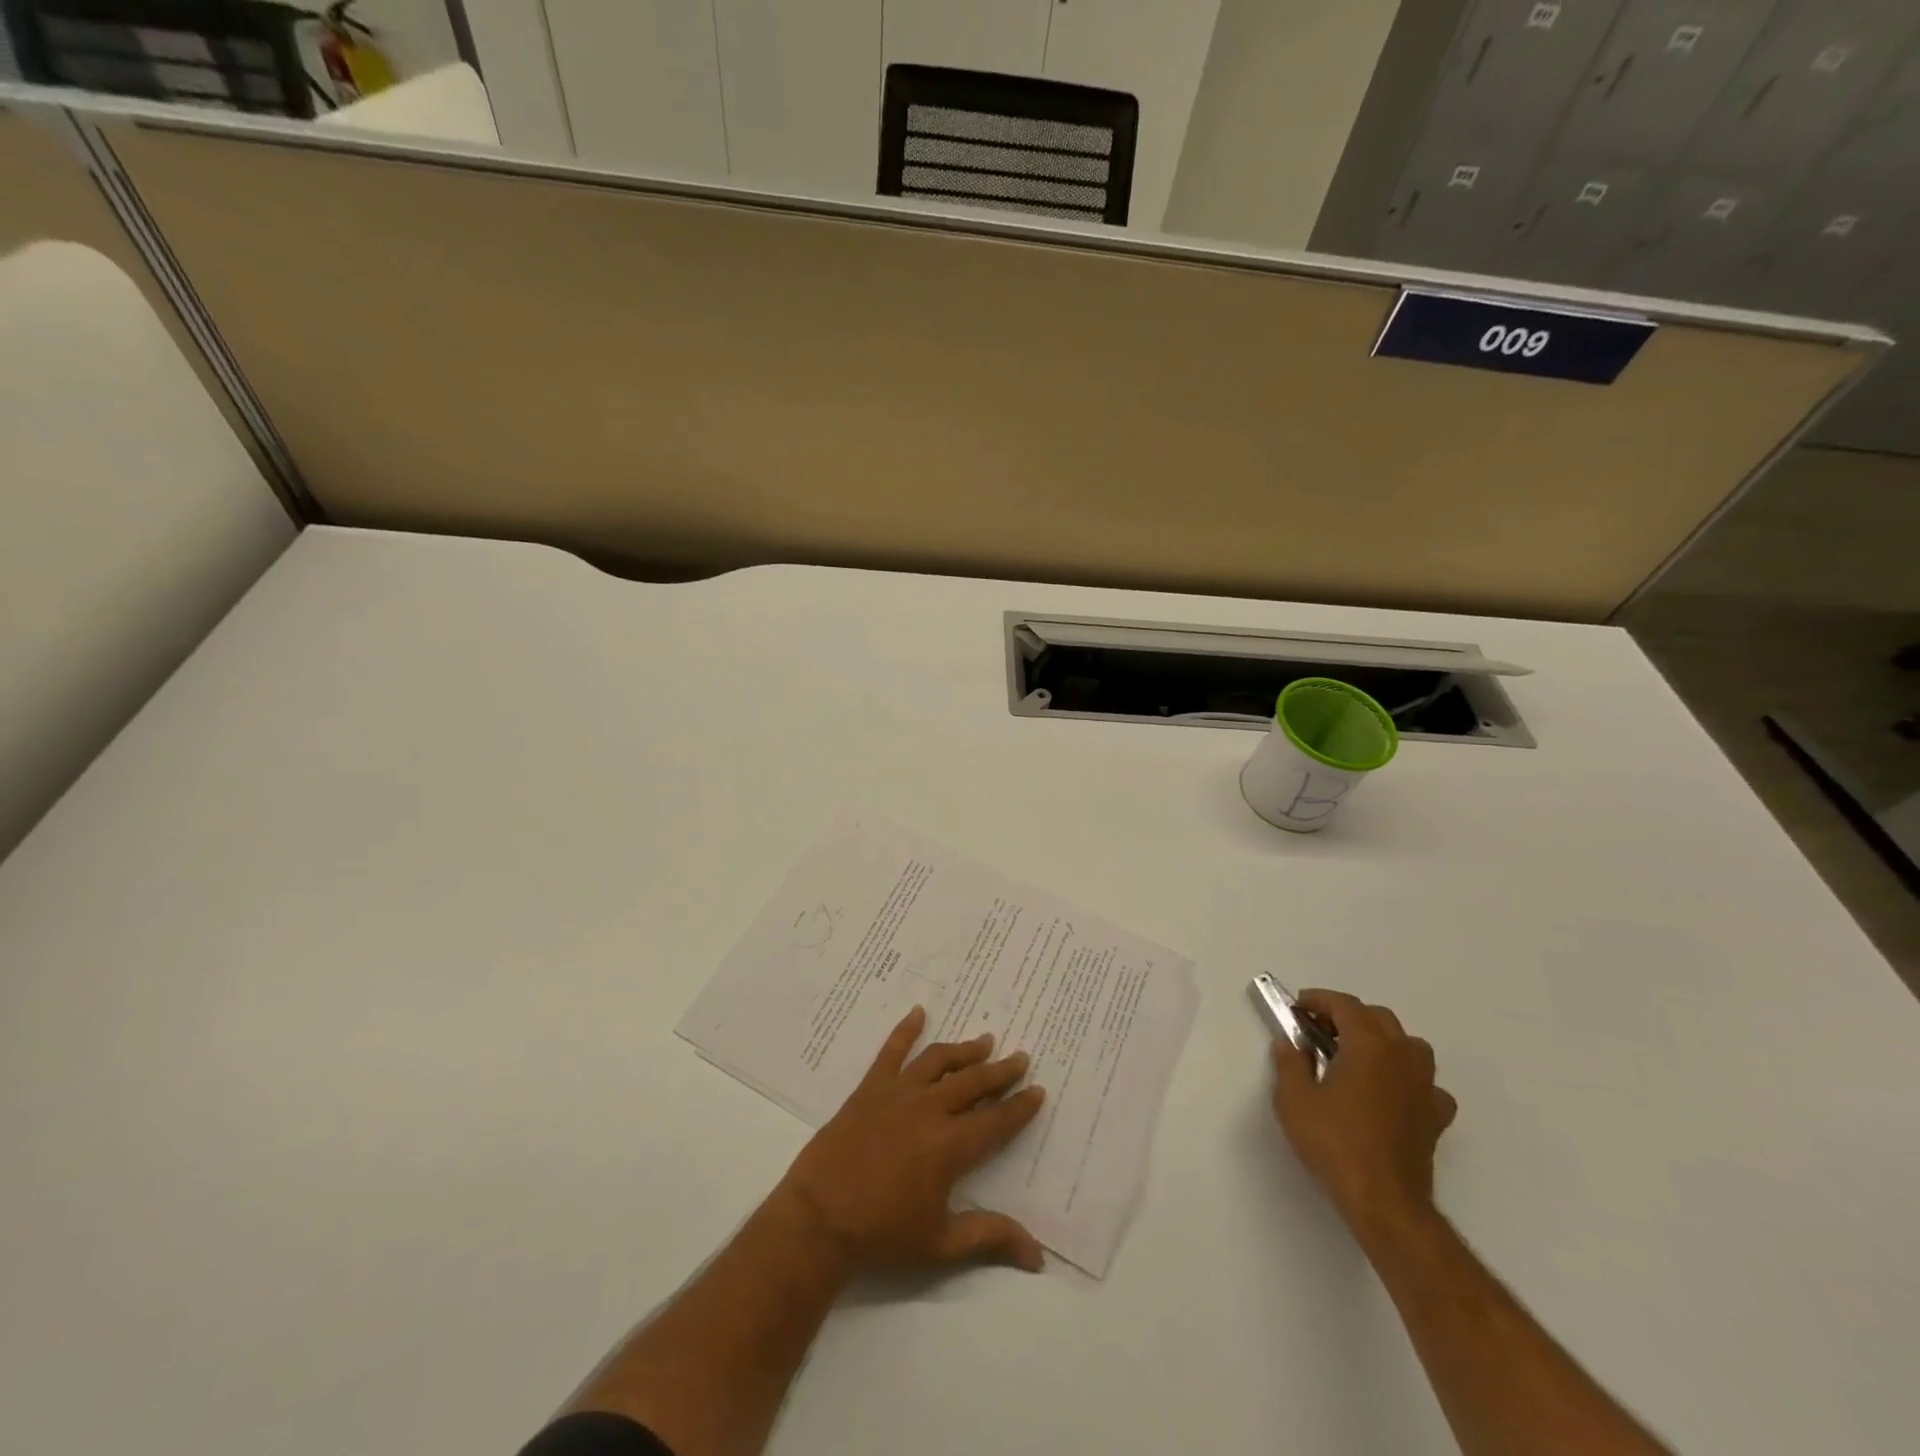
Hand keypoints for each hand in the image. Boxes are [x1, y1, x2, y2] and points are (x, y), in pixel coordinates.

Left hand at [773, 1006, 1047, 1273]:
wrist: (819, 1219)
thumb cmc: (882, 1234)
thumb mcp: (940, 1244)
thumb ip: (989, 1238)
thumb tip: (1038, 1256)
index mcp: (950, 1146)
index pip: (996, 1121)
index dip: (1019, 1107)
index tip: (1037, 1089)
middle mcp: (930, 1110)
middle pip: (973, 1083)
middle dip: (1000, 1070)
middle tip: (1020, 1057)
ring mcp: (898, 1094)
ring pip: (939, 1062)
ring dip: (965, 1050)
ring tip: (984, 1040)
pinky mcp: (870, 1088)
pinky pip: (891, 1051)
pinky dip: (906, 1030)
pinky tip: (918, 1012)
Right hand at [1270, 989, 1456, 1232]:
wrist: (1383, 1200)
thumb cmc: (1334, 1142)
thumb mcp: (1293, 1099)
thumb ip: (1289, 1063)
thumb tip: (1290, 1044)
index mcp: (1368, 1045)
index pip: (1345, 1005)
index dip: (1319, 1000)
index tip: (1298, 1008)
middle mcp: (1402, 1056)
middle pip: (1379, 1018)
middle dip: (1348, 1016)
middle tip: (1320, 1031)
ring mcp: (1424, 1087)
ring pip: (1409, 1045)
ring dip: (1382, 1041)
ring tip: (1357, 1057)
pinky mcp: (1435, 1117)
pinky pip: (1426, 1084)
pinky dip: (1408, 1079)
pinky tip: (1391, 1093)